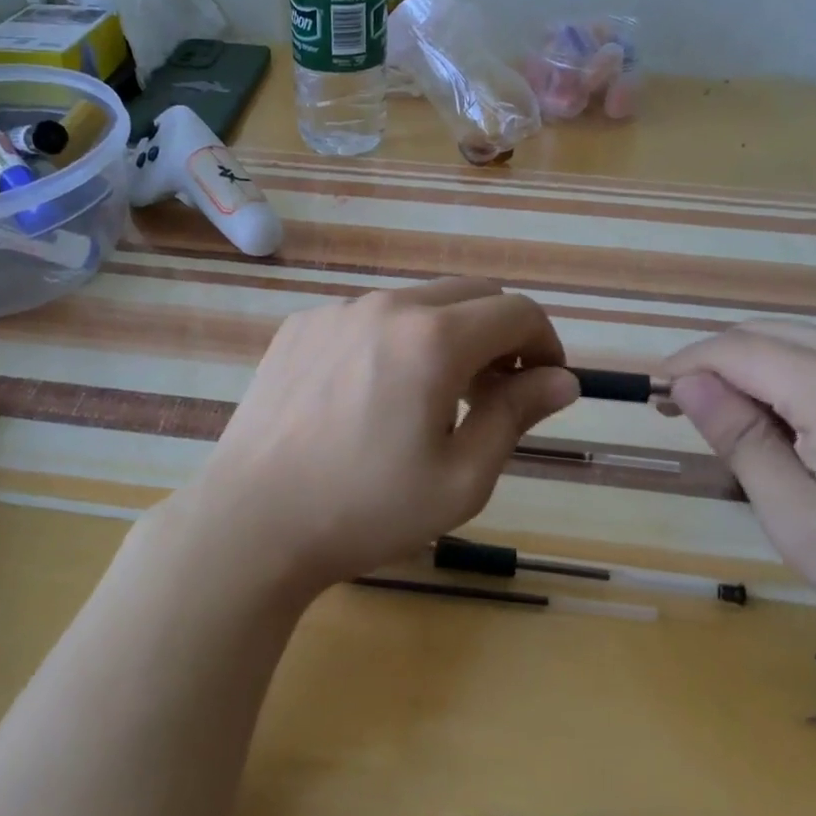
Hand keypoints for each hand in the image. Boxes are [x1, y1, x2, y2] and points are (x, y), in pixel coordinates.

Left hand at [193, 279, 578, 594]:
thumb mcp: (461, 478)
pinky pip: (367, 317)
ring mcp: (336, 310)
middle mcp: (386, 306)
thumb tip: (562, 380)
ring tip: (432, 396)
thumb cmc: (367, 508)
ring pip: (417, 302)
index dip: (545, 342)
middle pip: (471, 294)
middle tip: (495, 392)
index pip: (516, 311)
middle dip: (500, 334)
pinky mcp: (301, 325)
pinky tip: (372, 394)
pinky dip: (394, 339)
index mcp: (433, 338)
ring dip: (446, 335)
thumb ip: (516, 415)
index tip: (543, 383)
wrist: (253, 521)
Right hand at [661, 322, 815, 677]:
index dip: (689, 364)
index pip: (738, 349)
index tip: (660, 394)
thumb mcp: (799, 522)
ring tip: (774, 431)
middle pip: (775, 335)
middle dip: (726, 366)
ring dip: (777, 373)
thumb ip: (740, 439)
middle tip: (701, 412)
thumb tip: (688, 382)